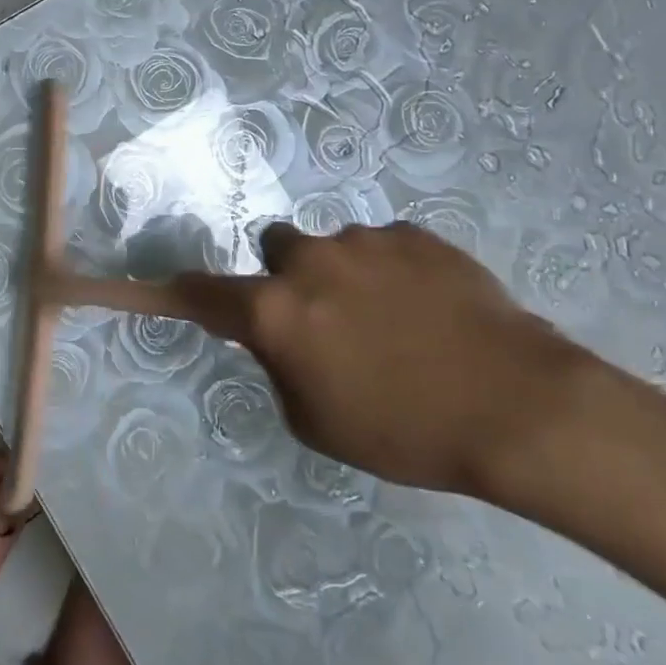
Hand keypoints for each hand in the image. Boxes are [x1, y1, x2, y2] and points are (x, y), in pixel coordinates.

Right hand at [172, 222, 587, 497]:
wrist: (517, 406)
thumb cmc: (404, 430)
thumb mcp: (316, 422)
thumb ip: (281, 366)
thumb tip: (281, 335)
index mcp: (276, 309)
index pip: (203, 291)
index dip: (171, 289)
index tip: (147, 284)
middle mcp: (309, 260)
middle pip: (275, 248)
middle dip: (288, 276)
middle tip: (328, 321)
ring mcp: (364, 239)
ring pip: (334, 249)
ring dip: (346, 277)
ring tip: (400, 325)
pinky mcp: (415, 234)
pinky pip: (385, 248)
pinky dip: (394, 272)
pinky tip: (434, 311)